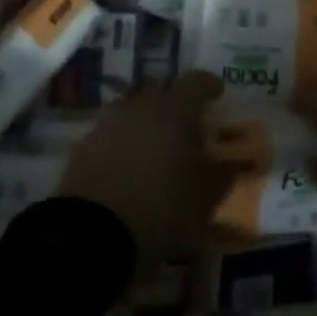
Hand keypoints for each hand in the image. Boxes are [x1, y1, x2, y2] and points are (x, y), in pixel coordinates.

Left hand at [60, 72, 233, 263]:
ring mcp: (110, 120)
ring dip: (148, 121)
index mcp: (175, 110)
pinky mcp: (86, 142)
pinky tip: (128, 166)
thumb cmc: (160, 212)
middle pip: (162, 91)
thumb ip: (220, 177)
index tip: (217, 94)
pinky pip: (113, 130)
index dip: (209, 85)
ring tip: (156, 148)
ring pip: (135, 108)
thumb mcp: (203, 203)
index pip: (196, 82)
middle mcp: (141, 105)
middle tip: (186, 126)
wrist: (92, 233)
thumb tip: (230, 164)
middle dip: (176, 103)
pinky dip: (124, 140)